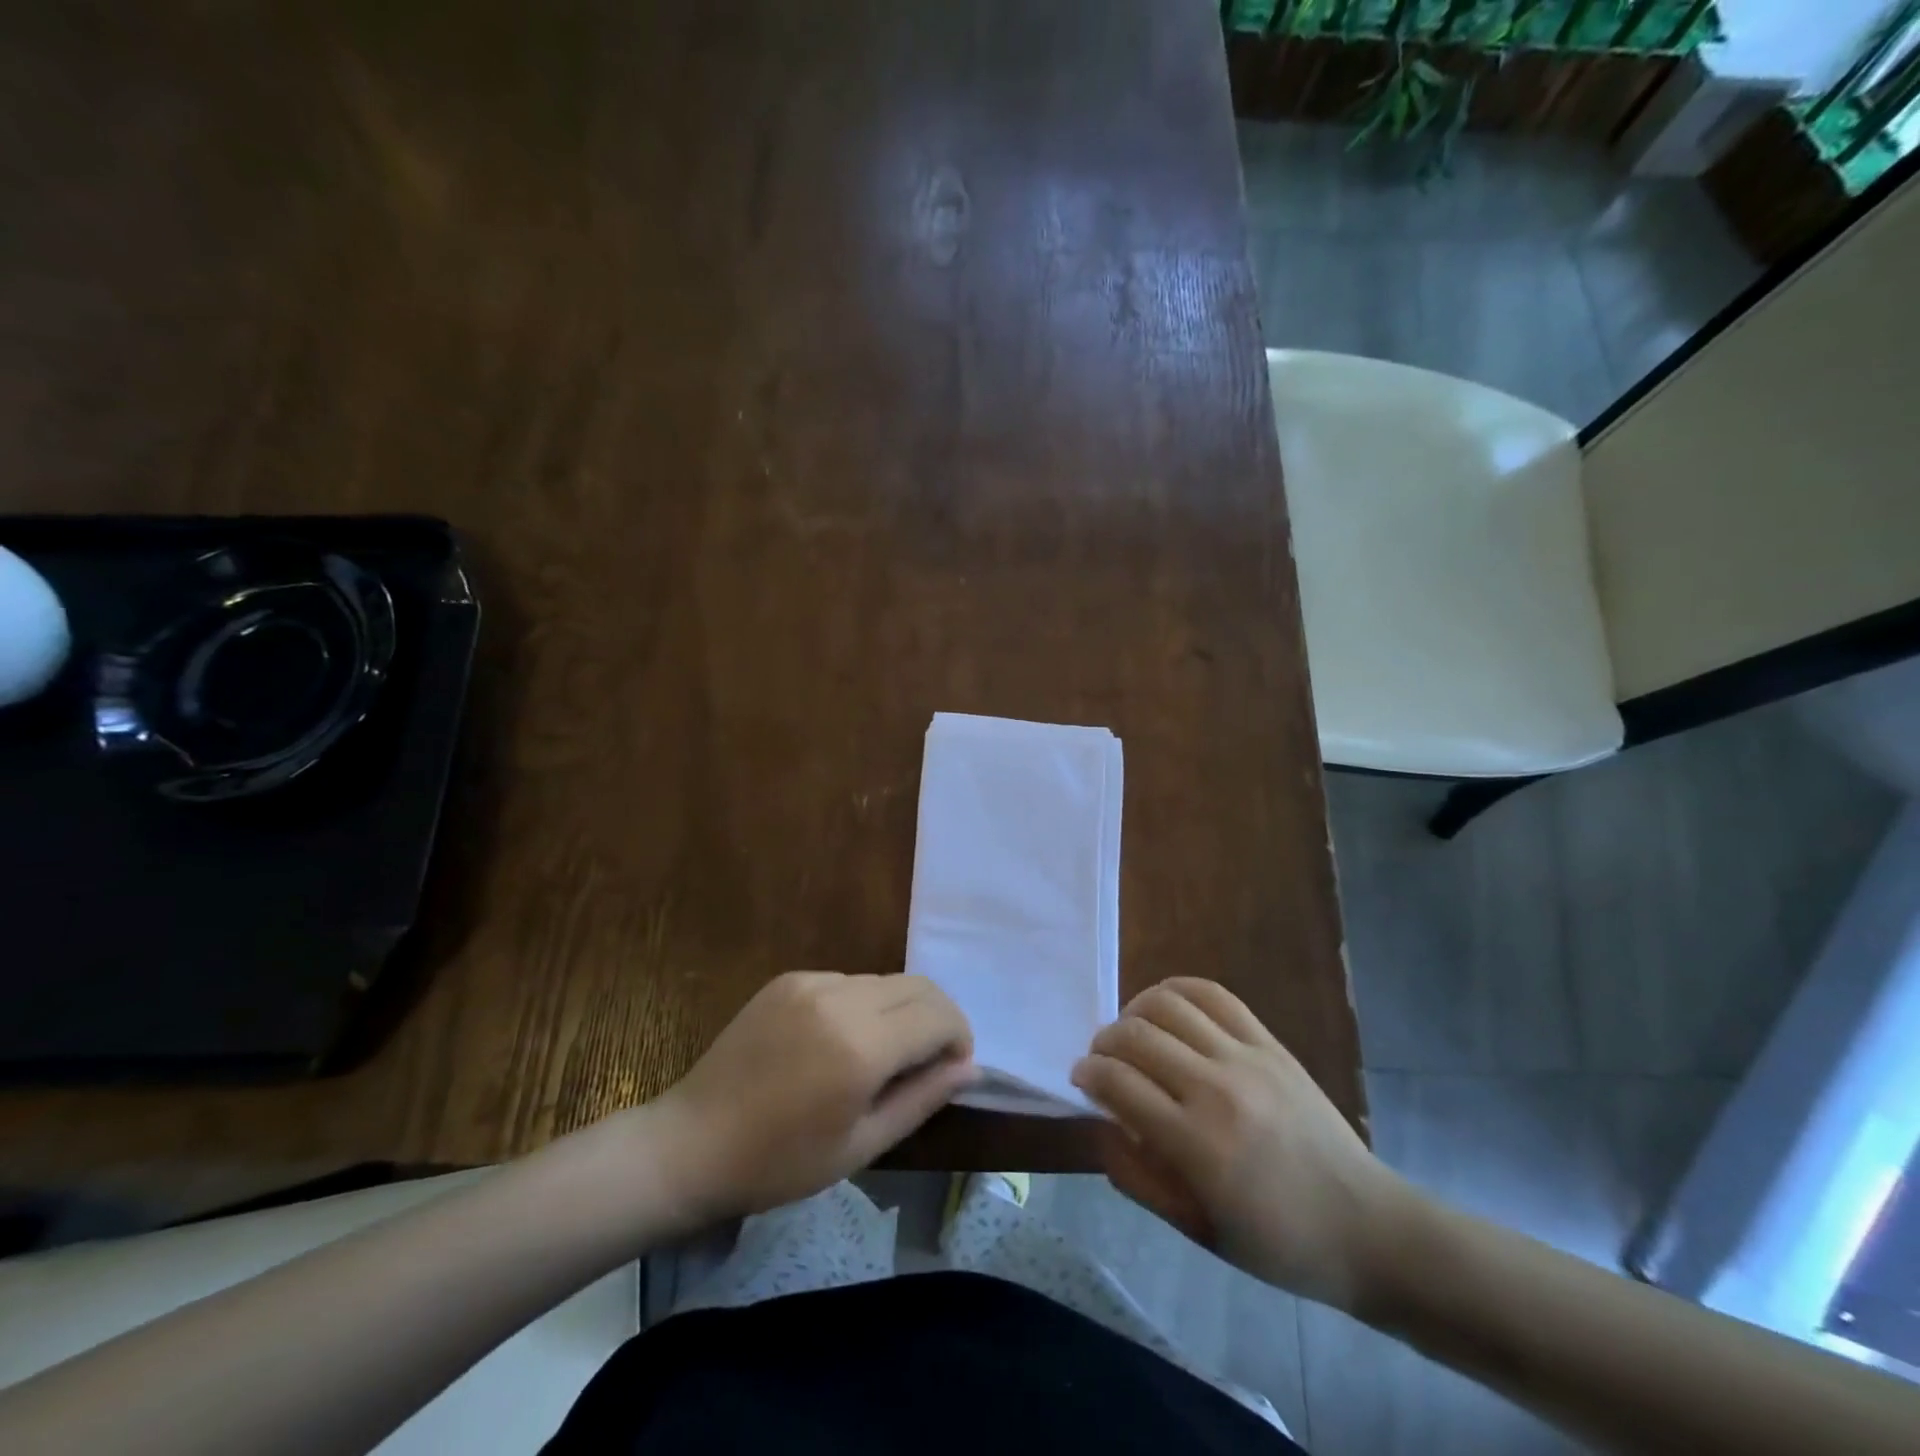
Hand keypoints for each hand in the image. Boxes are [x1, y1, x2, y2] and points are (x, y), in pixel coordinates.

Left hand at [653, 971, 974, 1222]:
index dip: (959, 1037)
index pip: (939, 1015)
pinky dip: (863, 1004)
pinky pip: (847, 981)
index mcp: (861, 1047)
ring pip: (885, 980)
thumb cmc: (780, 1163)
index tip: (952, 1069)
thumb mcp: (862, 1146)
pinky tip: (838, 1042)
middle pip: (918, 986)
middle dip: (938, 1017)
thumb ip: (922, 1099)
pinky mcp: (789, 979)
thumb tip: (968, 1066)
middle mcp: (841, 999)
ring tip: (881, 1055)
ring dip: (901, 1010)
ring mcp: (812, 982)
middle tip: (929, 1060)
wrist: (691, 1143)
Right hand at [1072, 977, 1414, 1312]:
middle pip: (1136, 1036)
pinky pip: (1214, 995)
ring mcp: (1246, 1058)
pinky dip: (1177, 989)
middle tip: (1101, 1058)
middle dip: (1104, 1042)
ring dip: (1135, 1011)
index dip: (1087, 1073)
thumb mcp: (1195, 1229)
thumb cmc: (1275, 1241)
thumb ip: (1136, 1176)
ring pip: (1168, 1004)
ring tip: (1131, 1031)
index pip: (1118, 1083)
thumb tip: (1099, 1122)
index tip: (1080, 1078)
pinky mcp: (1269, 1043)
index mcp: (1196, 1144)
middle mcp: (1216, 1089)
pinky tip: (1165, 1005)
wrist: (1364, 1226)